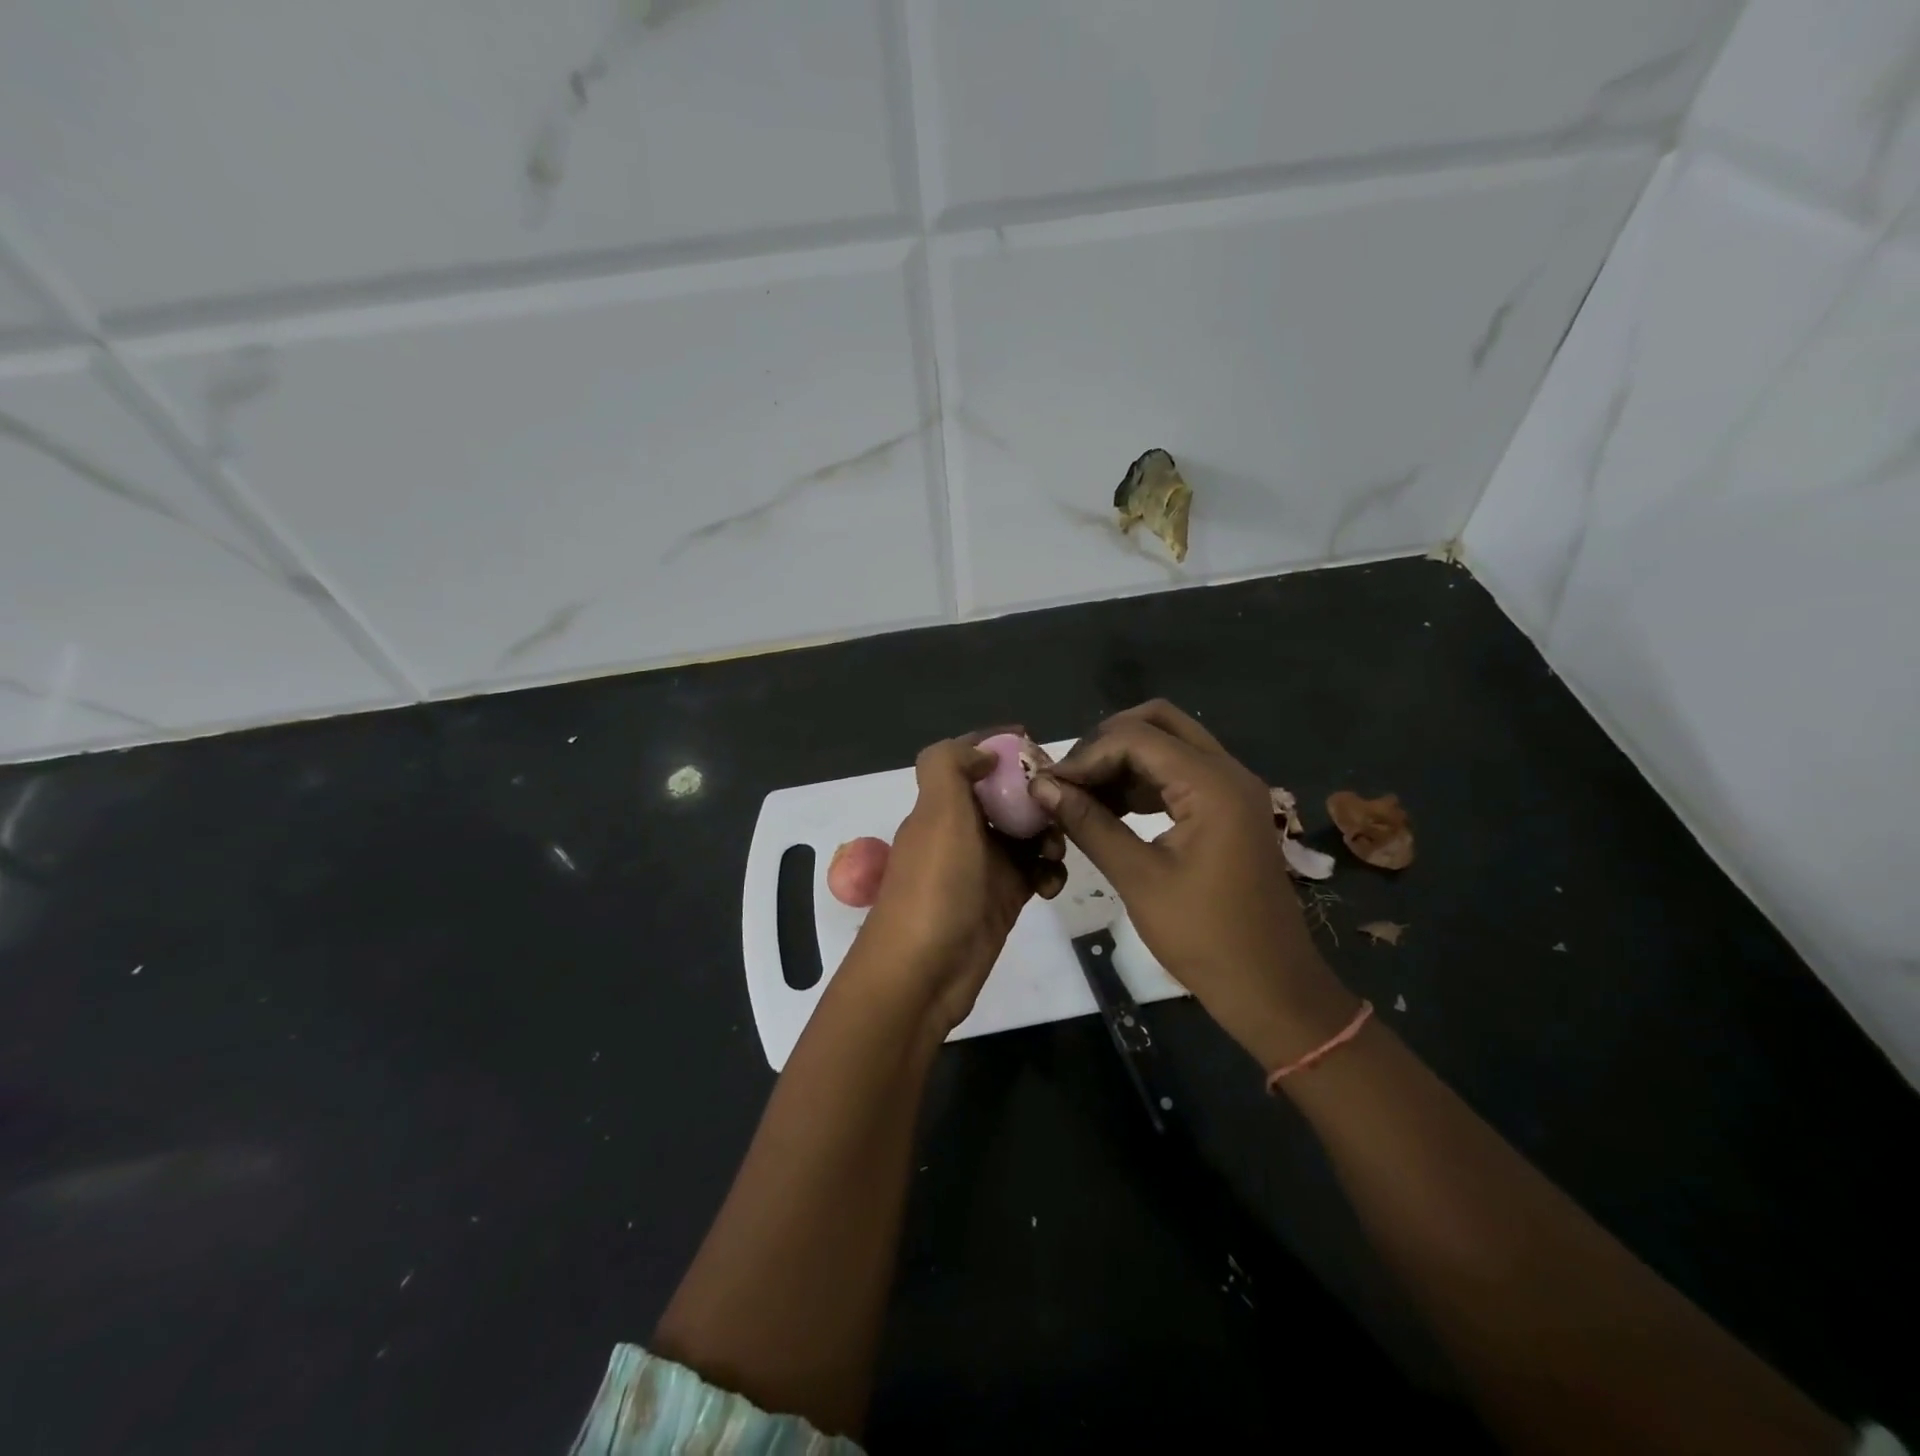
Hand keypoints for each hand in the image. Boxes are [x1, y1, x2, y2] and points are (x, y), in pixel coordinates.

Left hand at [854, 730, 1066, 1034]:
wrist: (923, 973)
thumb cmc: (934, 886)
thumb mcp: (937, 813)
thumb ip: (950, 766)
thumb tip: (983, 752)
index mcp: (942, 805)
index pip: (971, 760)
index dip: (999, 746)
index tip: (1036, 742)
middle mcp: (962, 830)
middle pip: (1007, 795)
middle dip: (1037, 794)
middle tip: (1065, 801)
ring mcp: (983, 866)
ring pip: (1026, 833)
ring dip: (1048, 834)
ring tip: (1056, 851)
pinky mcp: (1003, 898)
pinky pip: (1034, 872)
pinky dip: (1048, 872)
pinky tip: (1052, 884)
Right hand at [1030, 701, 1356, 1068]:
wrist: (1269, 986)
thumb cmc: (1204, 936)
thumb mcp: (1138, 877)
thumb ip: (1089, 823)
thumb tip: (1042, 787)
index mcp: (1212, 784)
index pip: (1135, 738)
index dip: (1086, 756)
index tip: (1049, 786)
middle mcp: (1227, 771)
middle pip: (1158, 722)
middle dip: (1107, 742)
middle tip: (1070, 778)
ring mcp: (1232, 788)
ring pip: (1169, 744)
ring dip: (1123, 760)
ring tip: (1081, 795)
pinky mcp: (1228, 809)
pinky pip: (1180, 773)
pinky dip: (1143, 780)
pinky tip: (1111, 808)